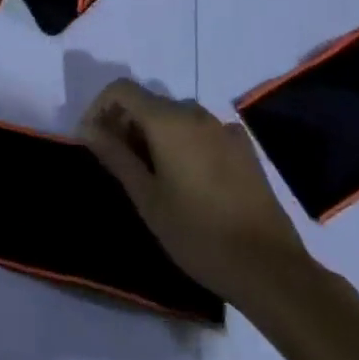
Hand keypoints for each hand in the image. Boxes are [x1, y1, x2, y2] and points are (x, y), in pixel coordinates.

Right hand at [79, 79, 314, 313]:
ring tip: (151, 175)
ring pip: (176, 117)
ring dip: (154, 134)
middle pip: (149, 102)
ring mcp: (224, 130)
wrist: (271, 270)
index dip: (100, 108)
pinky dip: (184, 143)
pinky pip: (202, 132)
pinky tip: (189, 179)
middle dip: (126, 123)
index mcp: (168, 120)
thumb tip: (88, 129)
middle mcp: (196, 114)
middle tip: (119, 163)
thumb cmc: (198, 234)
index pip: (122, 90)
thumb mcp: (147, 198)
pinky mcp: (244, 150)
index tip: (93, 140)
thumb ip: (115, 155)